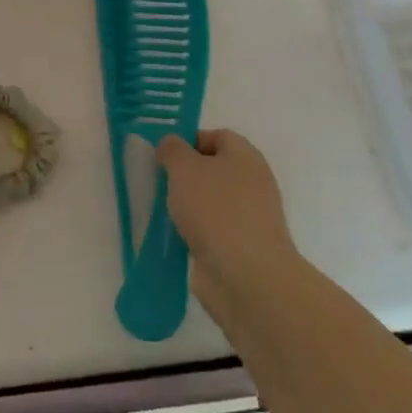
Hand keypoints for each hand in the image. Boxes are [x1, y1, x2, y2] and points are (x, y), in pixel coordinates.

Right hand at [157, 129, 300, 315]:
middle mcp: (252, 184)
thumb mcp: (184, 167)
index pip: (218, 136)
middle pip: (214, 170)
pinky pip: (210, 230)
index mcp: (246, 157)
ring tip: (161, 210)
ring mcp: (248, 218)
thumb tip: (170, 144)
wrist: (246, 276)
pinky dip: (192, 231)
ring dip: (186, 205)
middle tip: (159, 182)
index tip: (165, 155)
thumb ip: (172, 149)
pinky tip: (173, 236)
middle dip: (185, 175)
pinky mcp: (239, 248)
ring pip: (210, 202)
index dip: (190, 140)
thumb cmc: (216, 210)